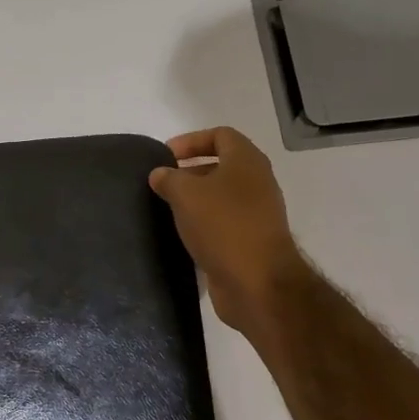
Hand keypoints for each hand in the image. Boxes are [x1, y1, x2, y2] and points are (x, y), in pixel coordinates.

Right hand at [149, 127, 311, 343]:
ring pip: (222, 196)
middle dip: (190, 171)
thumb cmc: (223, 226)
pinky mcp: (252, 241)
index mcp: (247, 161)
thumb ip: (169, 178)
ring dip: (196, 199)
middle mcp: (257, 183)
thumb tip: (160, 174)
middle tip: (163, 183)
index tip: (166, 156)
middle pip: (221, 165)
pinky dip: (204, 223)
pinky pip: (224, 222)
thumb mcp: (186, 194)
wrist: (258, 284)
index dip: (191, 140)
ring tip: (168, 209)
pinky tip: (183, 234)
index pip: (220, 135)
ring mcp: (258, 214)